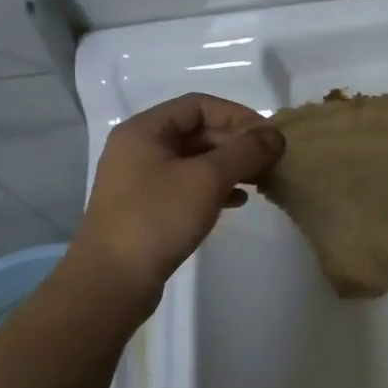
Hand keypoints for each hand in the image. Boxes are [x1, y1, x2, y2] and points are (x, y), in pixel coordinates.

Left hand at [68, 93, 284, 290]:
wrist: (111, 282)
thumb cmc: (157, 219)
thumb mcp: (207, 178)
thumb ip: (245, 151)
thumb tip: (275, 134)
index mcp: (145, 130)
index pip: (199, 105)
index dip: (238, 115)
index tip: (268, 137)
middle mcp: (140, 148)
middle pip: (198, 131)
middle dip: (237, 143)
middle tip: (270, 160)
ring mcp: (142, 180)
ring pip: (196, 160)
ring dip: (231, 166)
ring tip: (261, 180)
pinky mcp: (149, 208)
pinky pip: (189, 185)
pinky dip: (216, 188)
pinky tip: (238, 202)